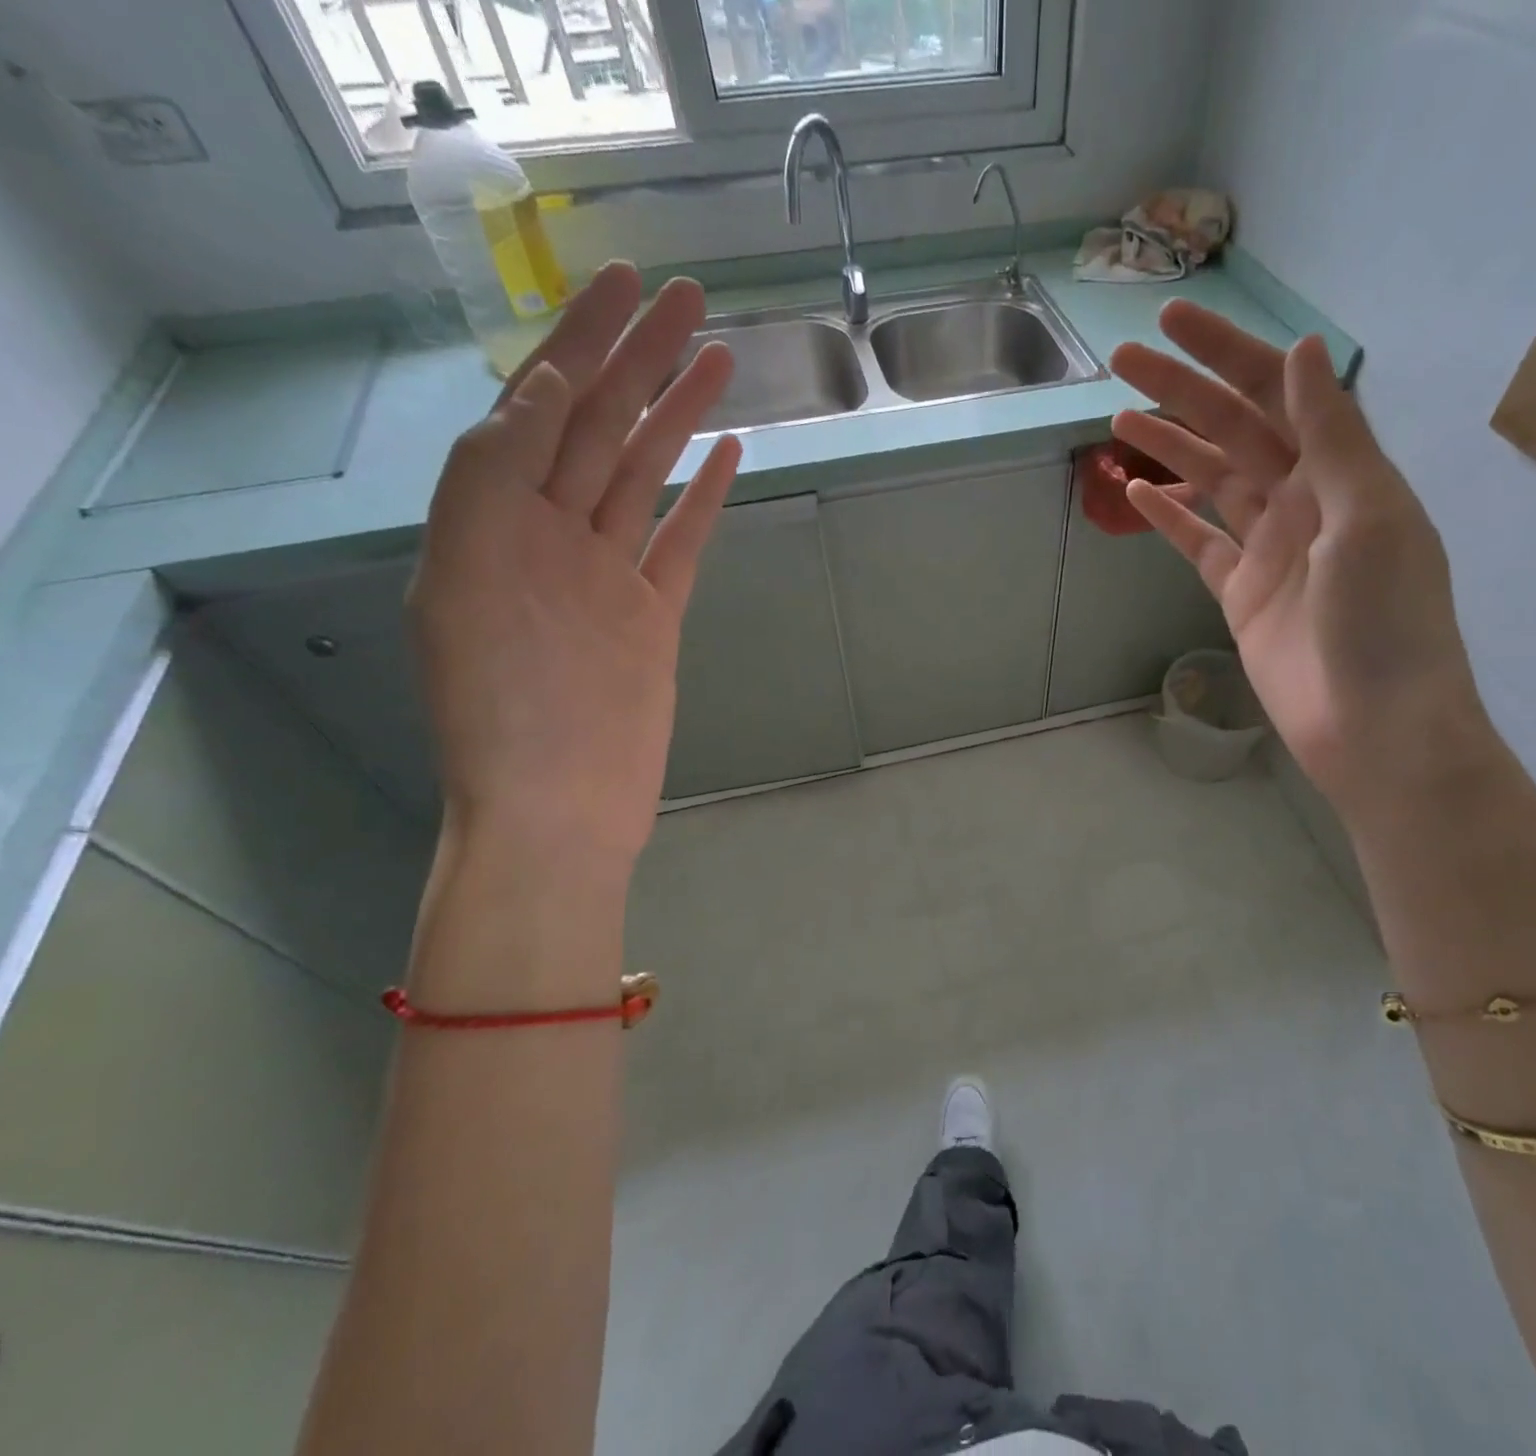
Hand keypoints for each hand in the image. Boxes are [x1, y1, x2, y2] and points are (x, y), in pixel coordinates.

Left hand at [408, 263, 740, 862]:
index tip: (622, 284)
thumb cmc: (503, 715)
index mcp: (492, 520)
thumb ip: (494, 483)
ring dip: (679, 413)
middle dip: (640, 356)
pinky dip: (703, 497)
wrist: (556, 811)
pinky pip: (681, 542)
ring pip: (647, 474)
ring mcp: (607, 575)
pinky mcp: (653, 615)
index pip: (540, 405)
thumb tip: (547, 394)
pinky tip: (726, 454)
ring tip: (719, 356)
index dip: (579, 339)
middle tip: (688, 296)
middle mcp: (548, 535)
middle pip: (600, 425)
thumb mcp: (465, 585)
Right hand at [1110, 304, 1493, 815]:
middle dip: (1181, 391)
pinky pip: (1198, 543)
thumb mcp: (1366, 516)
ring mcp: (1268, 549)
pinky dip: (1168, 517)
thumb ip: (1332, 436)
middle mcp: (1304, 500)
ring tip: (1116, 420)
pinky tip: (1136, 492)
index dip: (1226, 353)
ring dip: (1167, 447)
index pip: (1277, 393)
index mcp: (1342, 473)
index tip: (1172, 323)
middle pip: (1234, 430)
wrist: (1373, 726)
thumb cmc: (1383, 621)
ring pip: (1210, 481)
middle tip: (1121, 361)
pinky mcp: (1240, 594)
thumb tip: (1301, 349)